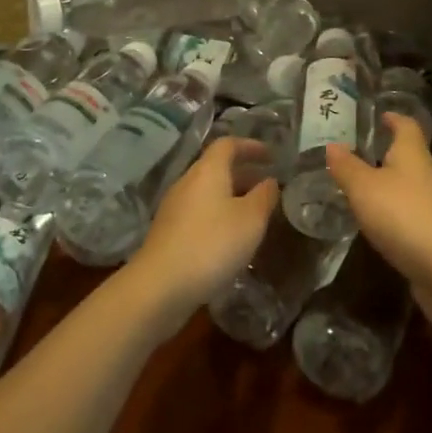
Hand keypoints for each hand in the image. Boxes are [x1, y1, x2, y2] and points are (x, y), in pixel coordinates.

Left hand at [128, 138, 278, 325]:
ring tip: (254, 214)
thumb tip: (270, 181)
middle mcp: (188, 182)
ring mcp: (174, 208)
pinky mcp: (168, 233)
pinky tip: (230, 238)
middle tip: (267, 186)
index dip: (251, 146)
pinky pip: (199, 213)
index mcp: (208, 170)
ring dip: (232, 197)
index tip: (272, 156)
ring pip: (208, 192)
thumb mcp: (251, 220)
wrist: (159, 288)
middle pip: (217, 168)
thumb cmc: (212, 244)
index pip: (228, 144)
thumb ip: (264, 196)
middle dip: (244, 174)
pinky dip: (218, 216)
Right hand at [326, 113, 431, 337]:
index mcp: (413, 153)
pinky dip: (393, 212)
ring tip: (357, 188)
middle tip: (353, 153)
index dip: (392, 117)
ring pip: (408, 185)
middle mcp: (427, 173)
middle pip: (408, 154)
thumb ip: (347, 167)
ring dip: (387, 184)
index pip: (406, 124)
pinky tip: (376, 223)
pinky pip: (410, 212)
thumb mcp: (365, 189)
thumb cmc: (405, 217)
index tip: (375, 116)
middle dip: (384, 151)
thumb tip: (332, 145)